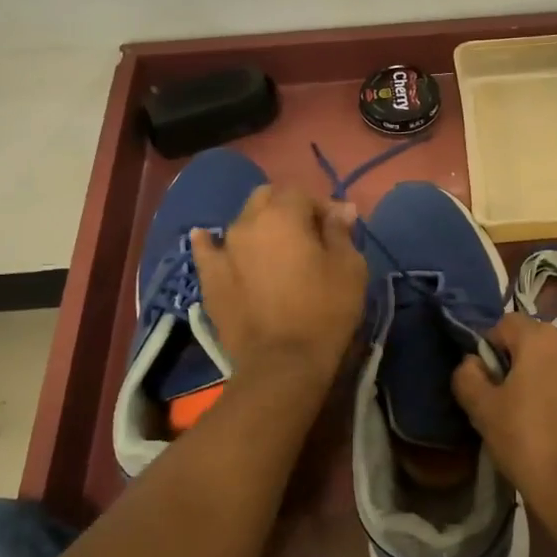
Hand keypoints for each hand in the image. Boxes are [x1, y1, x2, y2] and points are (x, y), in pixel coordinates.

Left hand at [191, 185, 366, 385]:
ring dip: (259, 226)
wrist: (282, 363)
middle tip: (306, 235)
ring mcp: (223, 250)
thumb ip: (341, 232)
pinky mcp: (210, 278)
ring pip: (241, 222)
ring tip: (272, 247)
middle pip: (266, 198)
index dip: (321, 206)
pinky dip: (212, 243)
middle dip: (287, 208)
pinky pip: (207, 250)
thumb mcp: (350, 268)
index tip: (336, 229)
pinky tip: (209, 239)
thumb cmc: (325, 311)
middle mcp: (247, 223)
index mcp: (283, 215)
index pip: (302, 193)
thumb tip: (341, 208)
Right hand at [451, 313, 556, 521]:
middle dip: (525, 361)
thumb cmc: (526, 442)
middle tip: (514, 399)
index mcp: (541, 338)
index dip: (492, 348)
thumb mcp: (481, 410)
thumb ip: (468, 375)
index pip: (506, 325)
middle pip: (539, 341)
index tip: (489, 380)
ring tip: (547, 412)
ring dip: (555, 375)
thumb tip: (472, 362)